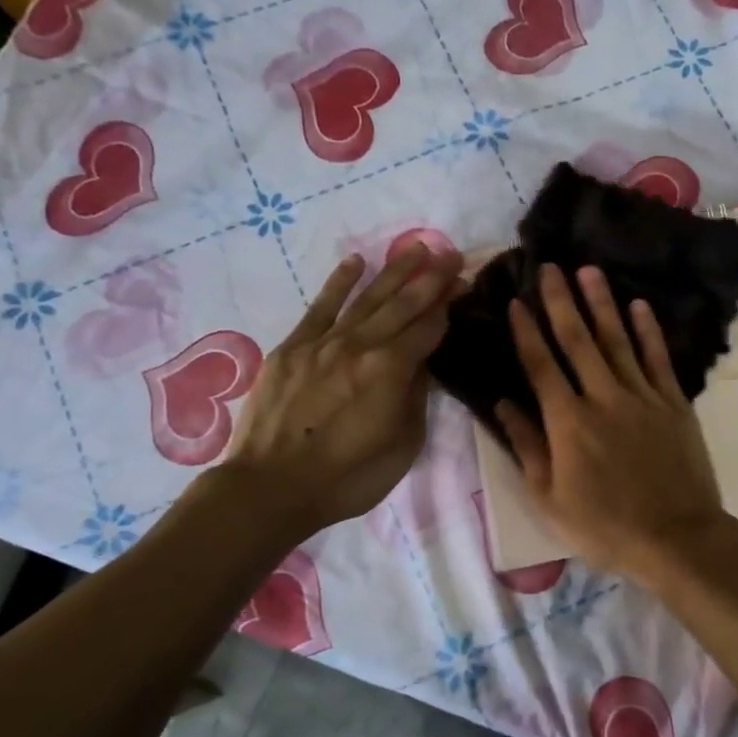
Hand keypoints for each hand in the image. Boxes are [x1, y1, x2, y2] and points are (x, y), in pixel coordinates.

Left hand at [219, 245, 463, 538]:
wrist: (271, 488)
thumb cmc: (349, 477)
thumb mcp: (403, 444)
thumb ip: (416, 396)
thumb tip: (421, 363)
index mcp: (391, 370)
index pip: (429, 327)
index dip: (450, 305)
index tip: (465, 284)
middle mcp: (360, 345)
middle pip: (403, 304)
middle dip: (431, 277)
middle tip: (451, 254)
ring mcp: (323, 342)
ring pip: (367, 298)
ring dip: (394, 271)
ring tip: (417, 248)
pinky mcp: (292, 348)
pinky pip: (321, 307)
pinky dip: (339, 283)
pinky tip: (356, 262)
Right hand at [495, 264, 726, 579]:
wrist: (676, 537)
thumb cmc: (605, 526)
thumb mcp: (550, 499)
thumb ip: (528, 448)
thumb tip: (503, 405)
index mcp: (568, 422)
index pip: (541, 365)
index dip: (526, 332)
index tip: (514, 301)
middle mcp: (603, 398)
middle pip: (578, 341)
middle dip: (561, 302)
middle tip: (550, 267)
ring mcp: (643, 397)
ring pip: (618, 341)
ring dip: (602, 304)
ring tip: (589, 272)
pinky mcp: (674, 403)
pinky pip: (658, 359)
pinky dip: (648, 332)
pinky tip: (639, 306)